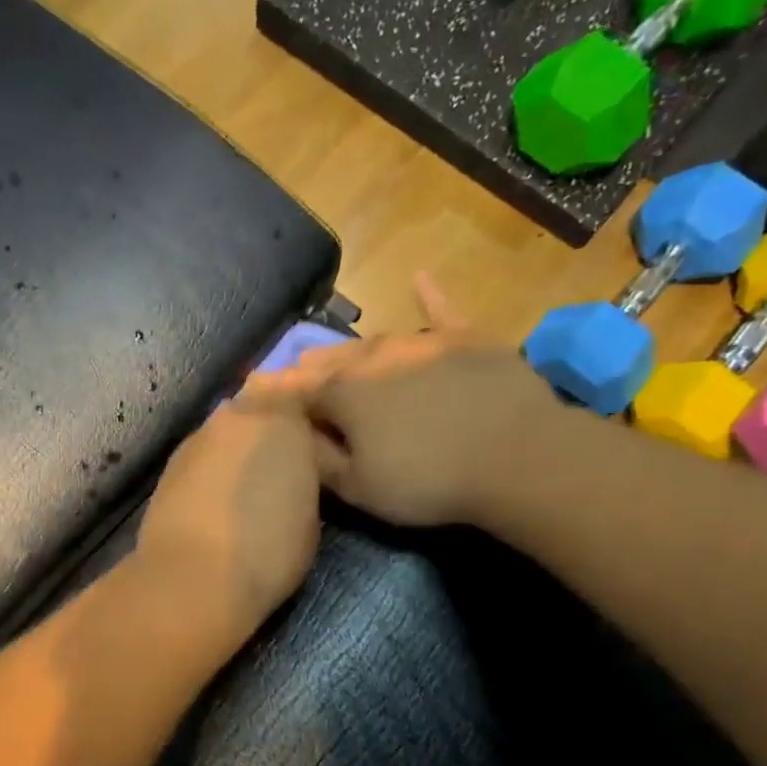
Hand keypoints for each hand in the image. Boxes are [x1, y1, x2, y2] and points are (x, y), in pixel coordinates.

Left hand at [133, 396, 326, 648]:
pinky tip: (216, 500)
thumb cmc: (269, 548)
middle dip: (268, 429)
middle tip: (281, 465)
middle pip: (257, 407)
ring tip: (247, 486)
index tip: (315, 446)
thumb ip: (302, 473)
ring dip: (237, 449)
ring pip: (225, 432)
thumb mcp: (310, 513)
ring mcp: (197, 438)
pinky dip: (211, 470)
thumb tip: (290, 469)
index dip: (306, 419)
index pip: (299, 395)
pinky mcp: (169, 465)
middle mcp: (235, 416)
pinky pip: (202, 457)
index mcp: (282, 417)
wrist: (194, 578)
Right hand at [251, 277, 567, 527]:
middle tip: (290, 374)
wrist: (518, 457)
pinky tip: (420, 278)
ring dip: (349, 349)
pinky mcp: (468, 340)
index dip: (272, 394)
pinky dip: (430, 298)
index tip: (248, 392)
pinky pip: (443, 313)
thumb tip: (294, 434)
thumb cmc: (427, 481)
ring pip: (374, 341)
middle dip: (306, 368)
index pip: (296, 391)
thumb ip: (319, 458)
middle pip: (331, 360)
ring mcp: (423, 343)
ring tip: (331, 352)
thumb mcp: (358, 487)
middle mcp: (375, 357)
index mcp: (344, 392)